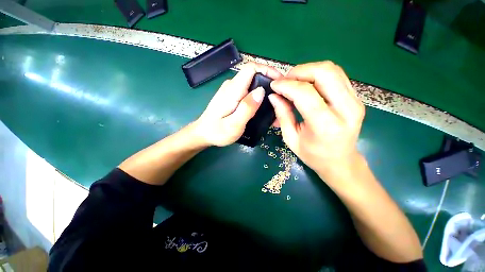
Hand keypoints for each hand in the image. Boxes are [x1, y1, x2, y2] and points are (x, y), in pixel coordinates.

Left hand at [194, 62, 282, 146]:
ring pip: (252, 84)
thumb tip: (261, 91)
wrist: (204, 134)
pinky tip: (261, 107)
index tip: (279, 82)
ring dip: (264, 92)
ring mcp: (231, 91)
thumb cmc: (217, 132)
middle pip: (254, 75)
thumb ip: (247, 107)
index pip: (251, 68)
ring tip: (273, 105)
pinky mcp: (232, 96)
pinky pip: (248, 91)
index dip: (267, 70)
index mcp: (233, 90)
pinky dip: (257, 97)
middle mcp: (232, 86)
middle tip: (279, 98)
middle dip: (269, 83)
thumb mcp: (234, 124)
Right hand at [268, 61, 364, 178]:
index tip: (274, 85)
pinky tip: (306, 84)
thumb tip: (273, 96)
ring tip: (294, 81)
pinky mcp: (356, 98)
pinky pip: (337, 76)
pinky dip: (318, 75)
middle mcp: (346, 109)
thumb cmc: (313, 155)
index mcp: (326, 125)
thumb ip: (282, 115)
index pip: (306, 93)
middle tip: (285, 80)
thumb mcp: (291, 139)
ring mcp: (355, 101)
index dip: (287, 85)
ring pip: (332, 70)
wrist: (341, 162)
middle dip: (299, 71)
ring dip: (309, 70)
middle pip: (324, 72)